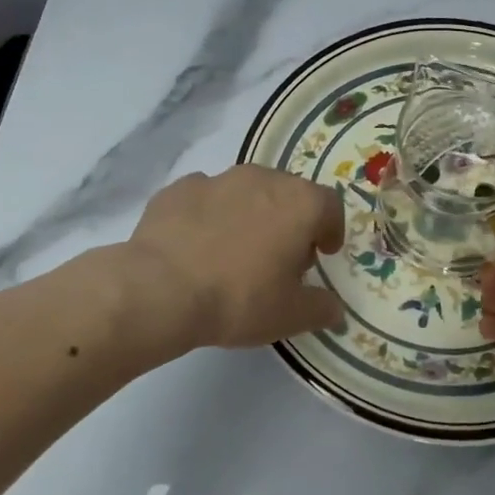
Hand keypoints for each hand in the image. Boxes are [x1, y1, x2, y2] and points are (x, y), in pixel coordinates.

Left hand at [127, 166, 345, 350]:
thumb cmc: (240, 299)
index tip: (323, 253)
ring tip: (237, 251)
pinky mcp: (179, 188)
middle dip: (291, 221)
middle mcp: (263, 179)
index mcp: (299, 203)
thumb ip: (321, 308)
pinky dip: (210, 216)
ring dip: (250, 214)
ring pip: (246, 191)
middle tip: (281, 257)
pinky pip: (206, 198)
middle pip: (288, 193)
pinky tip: (198, 246)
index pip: (329, 205)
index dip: (331, 229)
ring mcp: (218, 179)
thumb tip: (334, 309)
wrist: (160, 289)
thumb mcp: (291, 315)